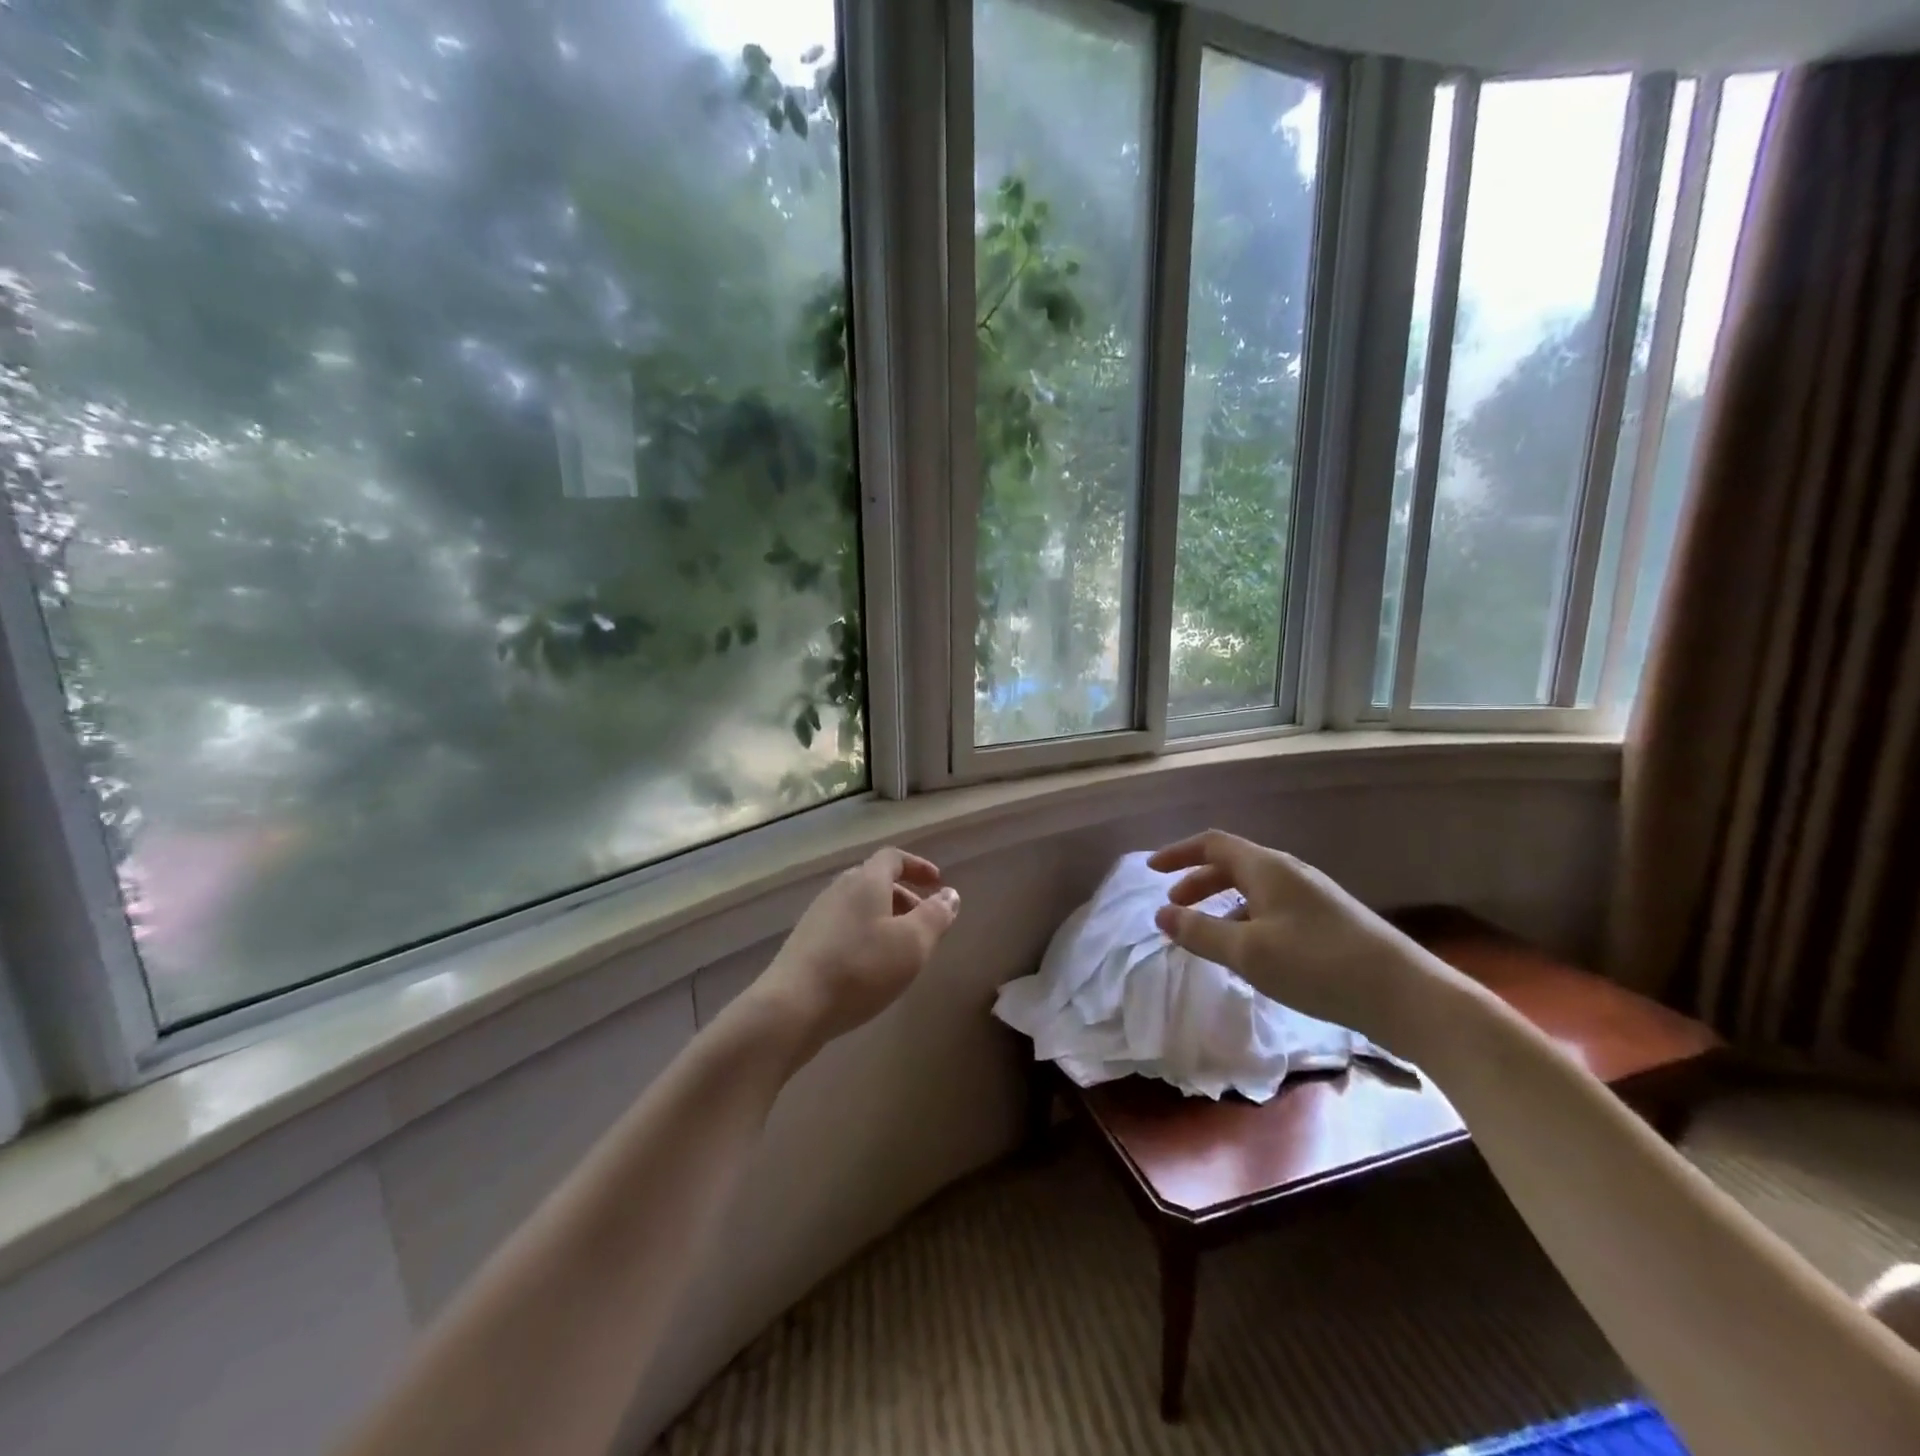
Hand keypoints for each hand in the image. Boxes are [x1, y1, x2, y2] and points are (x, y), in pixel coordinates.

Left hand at [755, 847, 960, 1054]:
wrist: (792, 1007)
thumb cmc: (860, 968)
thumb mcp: (913, 944)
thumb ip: (936, 916)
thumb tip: (950, 894)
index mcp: (865, 881)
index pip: (893, 857)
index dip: (918, 866)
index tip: (937, 883)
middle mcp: (839, 890)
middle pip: (875, 881)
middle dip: (904, 897)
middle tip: (924, 922)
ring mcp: (818, 916)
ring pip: (859, 906)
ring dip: (885, 919)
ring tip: (901, 950)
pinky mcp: (805, 944)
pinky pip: (844, 928)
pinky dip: (865, 936)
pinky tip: (871, 969)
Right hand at [1148, 830, 1447, 1041]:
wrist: (1406, 994)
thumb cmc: (1317, 965)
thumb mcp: (1248, 952)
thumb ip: (1200, 932)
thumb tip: (1162, 914)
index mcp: (1266, 868)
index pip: (1212, 844)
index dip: (1179, 853)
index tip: (1151, 871)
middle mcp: (1289, 873)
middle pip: (1233, 864)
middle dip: (1198, 881)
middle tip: (1175, 906)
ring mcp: (1312, 896)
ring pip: (1254, 888)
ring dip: (1223, 903)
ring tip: (1207, 934)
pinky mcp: (1329, 921)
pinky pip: (1273, 907)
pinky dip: (1247, 919)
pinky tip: (1251, 953)